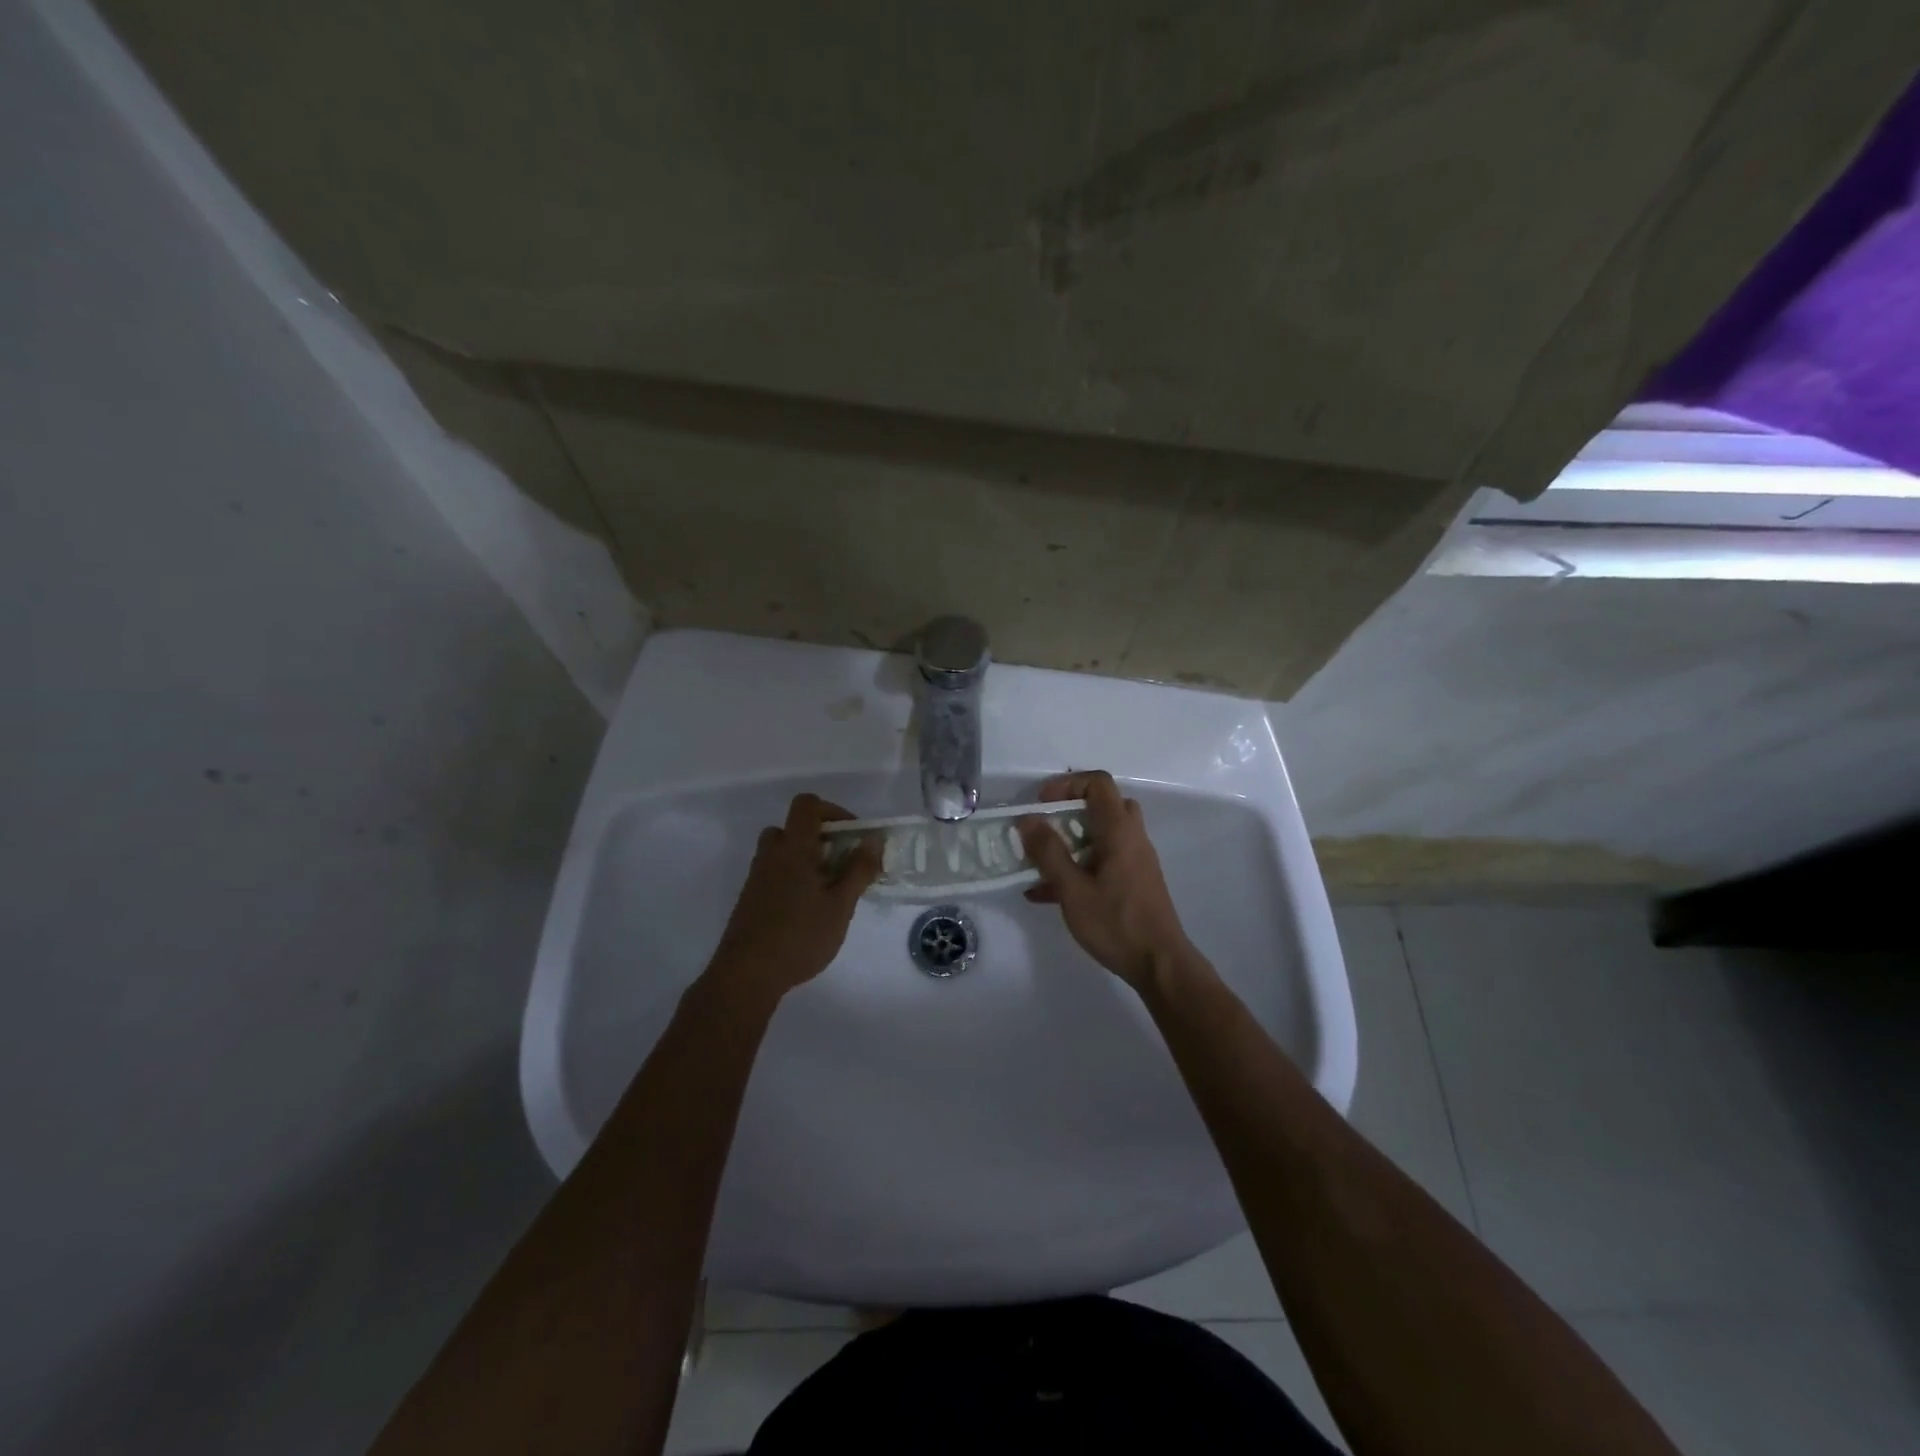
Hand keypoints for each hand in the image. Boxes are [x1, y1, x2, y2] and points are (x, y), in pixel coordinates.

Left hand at [708, 794, 880, 1000]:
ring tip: (827, 888)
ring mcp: (757, 877)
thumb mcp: (840, 905)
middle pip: (792, 827)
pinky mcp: (750, 898)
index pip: (807, 804)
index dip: (832, 810)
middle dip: (819, 837)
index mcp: (794, 848)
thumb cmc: (800, 936)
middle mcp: (771, 855)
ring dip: (805, 859)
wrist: (747, 974)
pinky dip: (792, 878)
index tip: (852, 835)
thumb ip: (858, 870)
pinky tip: (808, 909)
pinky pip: (774, 873)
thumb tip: (873, 839)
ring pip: (781, 852)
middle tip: (840, 862)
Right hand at [1018, 771, 1194, 990]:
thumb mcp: (1072, 889)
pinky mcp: (1133, 882)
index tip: (1041, 805)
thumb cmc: (1115, 923)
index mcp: (1119, 831)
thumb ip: (1048, 852)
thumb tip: (1028, 819)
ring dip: (1070, 841)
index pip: (1098, 783)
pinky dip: (1078, 865)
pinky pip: (1103, 860)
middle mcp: (1132, 838)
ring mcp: (1135, 861)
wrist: (1159, 964)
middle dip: (1068, 811)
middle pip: (1103, 804)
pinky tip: (1046, 894)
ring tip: (1038, 864)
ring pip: (1102, 834)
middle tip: (1045, 828)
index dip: (1067, 784)